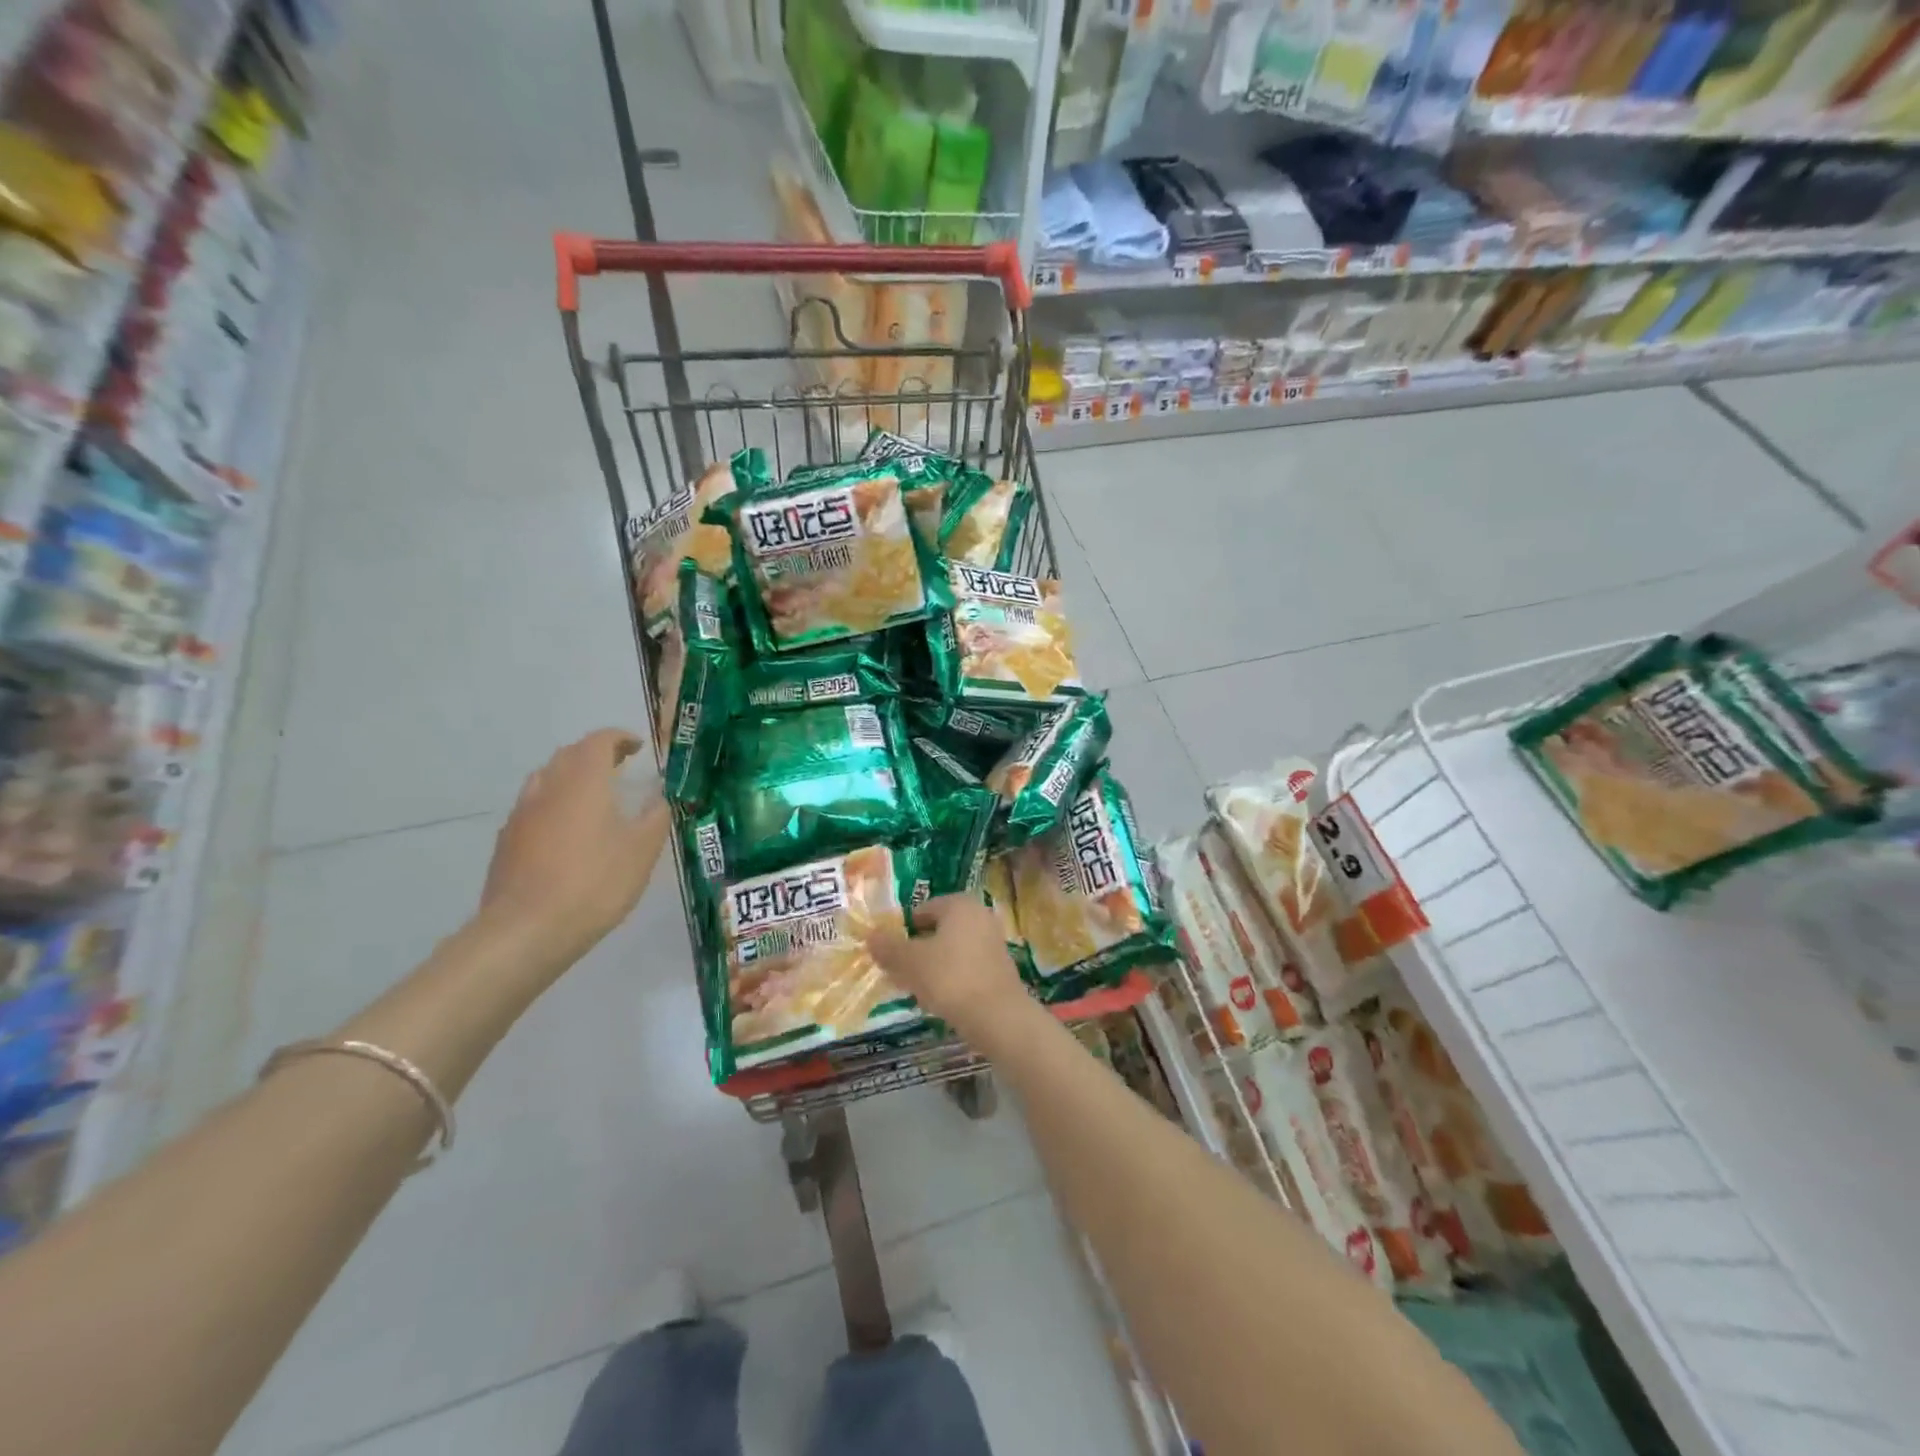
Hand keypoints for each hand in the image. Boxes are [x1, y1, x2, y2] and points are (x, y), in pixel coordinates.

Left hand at [480, 729, 671, 971]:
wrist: (525, 931)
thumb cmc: (594, 883)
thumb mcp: (642, 851)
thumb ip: (655, 817)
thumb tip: (660, 798)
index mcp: (583, 782)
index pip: (599, 741)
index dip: (620, 738)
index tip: (638, 747)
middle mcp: (548, 788)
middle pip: (569, 755)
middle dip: (596, 754)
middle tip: (620, 768)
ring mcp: (522, 814)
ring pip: (547, 779)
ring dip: (571, 777)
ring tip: (593, 798)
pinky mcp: (507, 841)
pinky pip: (534, 808)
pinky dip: (554, 805)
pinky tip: (567, 833)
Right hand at [867, 894, 1034, 1046]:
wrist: (997, 1016)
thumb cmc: (949, 978)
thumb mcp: (910, 961)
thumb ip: (888, 947)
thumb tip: (871, 935)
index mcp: (959, 905)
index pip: (923, 910)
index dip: (902, 930)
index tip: (888, 952)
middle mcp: (980, 916)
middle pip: (938, 930)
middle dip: (917, 949)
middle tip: (897, 971)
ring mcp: (993, 942)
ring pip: (952, 950)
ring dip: (933, 965)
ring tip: (914, 988)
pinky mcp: (1000, 969)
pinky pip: (966, 967)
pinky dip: (951, 978)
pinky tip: (938, 999)